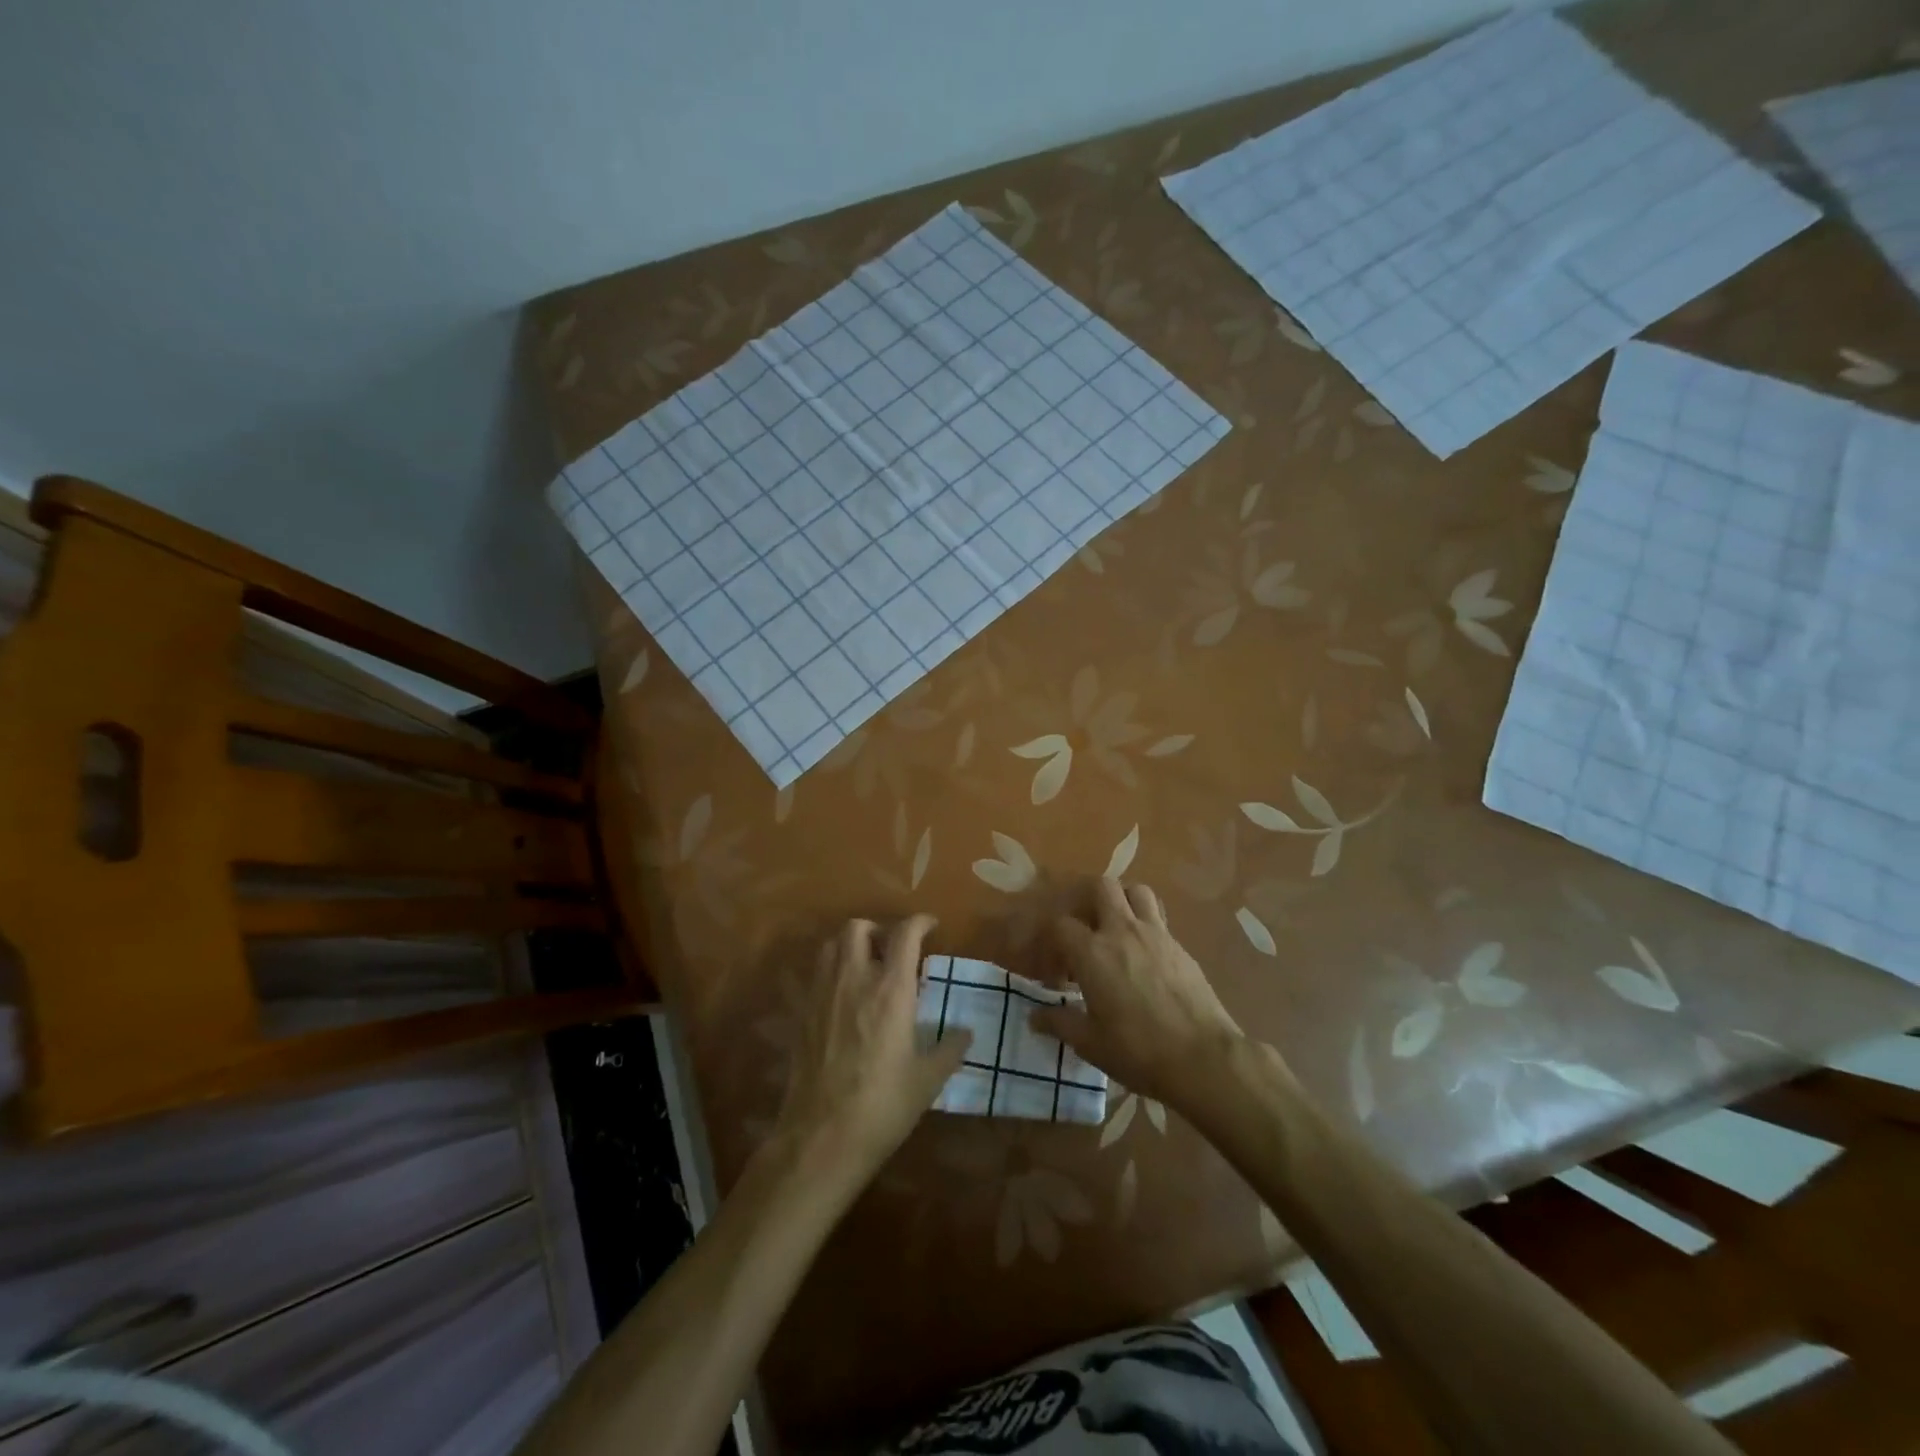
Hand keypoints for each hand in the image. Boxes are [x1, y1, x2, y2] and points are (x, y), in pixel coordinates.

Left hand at [776, 916, 971, 1194]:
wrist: (821, 1137)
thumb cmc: (883, 1106)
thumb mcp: (927, 1080)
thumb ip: (949, 1049)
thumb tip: (965, 1032)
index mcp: (890, 990)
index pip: (904, 934)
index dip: (919, 923)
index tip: (930, 927)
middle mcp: (854, 979)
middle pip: (858, 927)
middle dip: (878, 929)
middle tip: (893, 950)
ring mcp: (822, 993)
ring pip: (831, 945)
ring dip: (850, 945)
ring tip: (866, 967)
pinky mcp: (802, 1013)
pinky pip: (816, 973)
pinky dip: (832, 970)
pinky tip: (844, 997)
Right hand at [1032, 879, 1242, 1108]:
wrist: (1203, 1058)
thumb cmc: (1138, 1051)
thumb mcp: (1090, 1044)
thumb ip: (1060, 1023)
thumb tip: (1035, 1017)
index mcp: (1093, 952)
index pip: (1060, 924)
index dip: (1052, 942)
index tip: (1055, 971)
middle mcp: (1122, 931)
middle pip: (1101, 886)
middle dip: (1087, 899)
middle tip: (1084, 929)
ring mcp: (1156, 934)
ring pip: (1136, 891)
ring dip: (1122, 901)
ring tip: (1116, 928)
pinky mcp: (1180, 946)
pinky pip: (1159, 918)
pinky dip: (1146, 924)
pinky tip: (1144, 954)